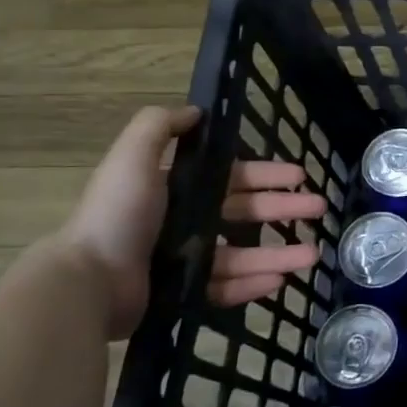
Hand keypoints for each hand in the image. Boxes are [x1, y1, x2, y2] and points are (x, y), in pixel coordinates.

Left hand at [55, 107, 326, 334]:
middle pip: (245, 212)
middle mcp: (182, 221)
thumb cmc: (117, 216)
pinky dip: (253, 284)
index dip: (266, 173)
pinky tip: (281, 281)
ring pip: (243, 253)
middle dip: (284, 209)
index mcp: (175, 189)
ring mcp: (183, 260)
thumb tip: (195, 111)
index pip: (231, 177)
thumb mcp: (132, 158)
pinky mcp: (183, 294)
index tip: (299, 174)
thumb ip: (159, 127)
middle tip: (319, 208)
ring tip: (312, 255)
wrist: (87, 281)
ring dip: (279, 253)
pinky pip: (226, 288)